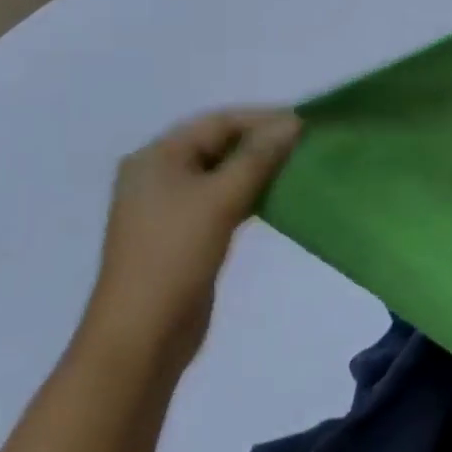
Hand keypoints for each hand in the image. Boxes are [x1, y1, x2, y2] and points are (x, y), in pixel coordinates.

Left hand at [76, 109, 301, 375]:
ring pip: (223, 173)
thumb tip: (293, 122)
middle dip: (262, 142)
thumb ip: (258, 157)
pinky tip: (279, 197)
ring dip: (259, 168)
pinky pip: (222, 199)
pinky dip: (250, 193)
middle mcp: (160, 174)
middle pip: (219, 144)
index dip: (262, 118)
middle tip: (308, 144)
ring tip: (301, 166)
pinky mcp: (186, 233)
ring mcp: (171, 206)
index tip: (306, 123)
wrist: (143, 332)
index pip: (217, 122)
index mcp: (157, 157)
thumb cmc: (176, 255)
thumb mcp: (220, 198)